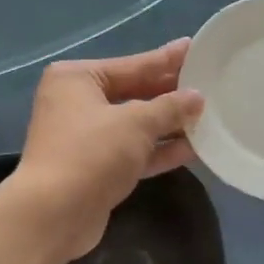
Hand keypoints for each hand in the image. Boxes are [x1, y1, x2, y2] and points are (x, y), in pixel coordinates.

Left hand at [13, 39, 204, 261]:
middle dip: (170, 93)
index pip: (132, 64)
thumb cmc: (91, 153)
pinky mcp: (96, 169)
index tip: (194, 48)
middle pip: (134, 93)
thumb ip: (170, 107)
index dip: (166, 59)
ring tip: (209, 115)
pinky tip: (193, 148)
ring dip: (169, 124)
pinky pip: (134, 152)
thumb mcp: (136, 123)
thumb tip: (196, 98)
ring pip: (135, 125)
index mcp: (77, 79)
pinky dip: (159, 150)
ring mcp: (85, 138)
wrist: (53, 215)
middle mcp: (77, 103)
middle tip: (209, 84)